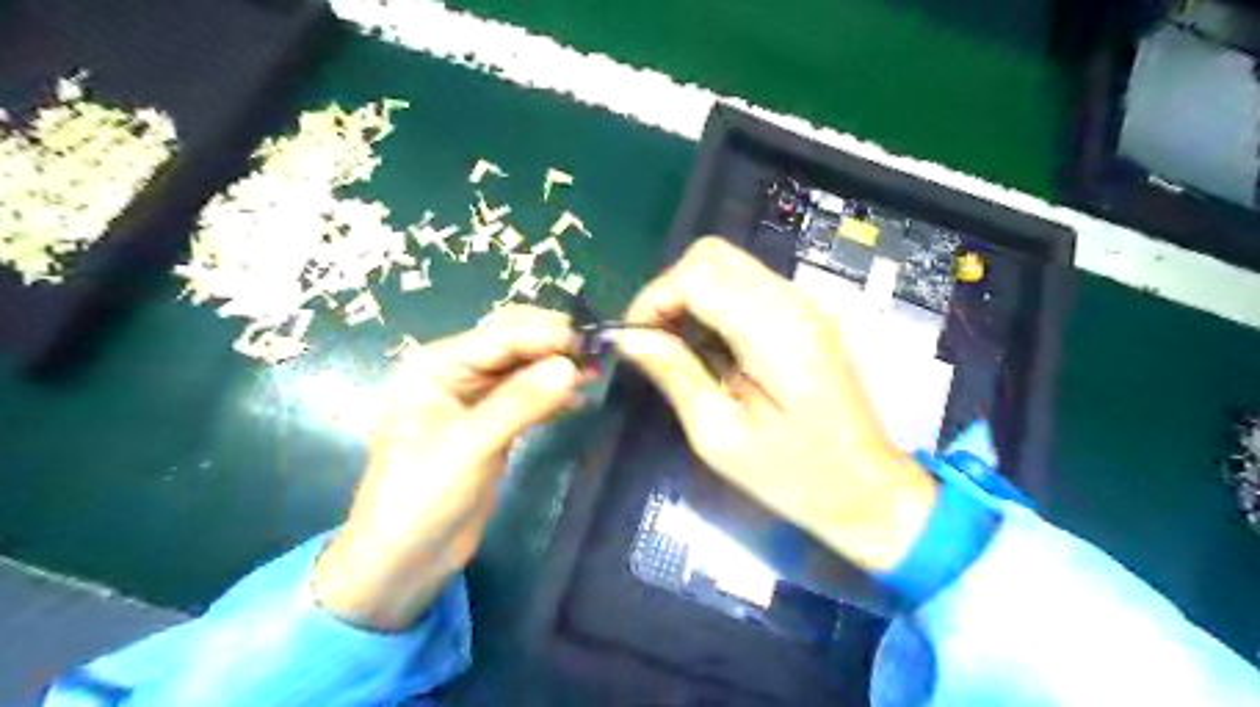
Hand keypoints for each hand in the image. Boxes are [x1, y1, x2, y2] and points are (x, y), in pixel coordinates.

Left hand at [319, 305, 588, 629]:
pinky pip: (527, 398)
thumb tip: (572, 367)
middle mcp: (455, 373)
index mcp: (436, 366)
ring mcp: (475, 399)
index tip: (589, 341)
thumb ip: (520, 403)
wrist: (404, 559)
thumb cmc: (422, 497)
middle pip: (512, 344)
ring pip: (523, 369)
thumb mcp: (471, 446)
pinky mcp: (492, 424)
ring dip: (556, 369)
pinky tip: (579, 401)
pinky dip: (552, 396)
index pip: (500, 336)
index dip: (545, 334)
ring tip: (595, 373)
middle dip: (552, 345)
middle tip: (596, 353)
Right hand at [611, 237, 932, 573]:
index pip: (698, 275)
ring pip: (726, 264)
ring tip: (678, 347)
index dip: (654, 298)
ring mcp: (804, 304)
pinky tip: (710, 346)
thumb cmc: (795, 476)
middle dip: (669, 290)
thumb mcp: (721, 437)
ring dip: (689, 295)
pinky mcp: (804, 313)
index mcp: (778, 335)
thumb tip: (629, 338)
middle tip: (655, 341)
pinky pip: (744, 284)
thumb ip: (676, 376)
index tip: (635, 340)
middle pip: (712, 255)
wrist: (867, 487)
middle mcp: (795, 304)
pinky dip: (713, 302)